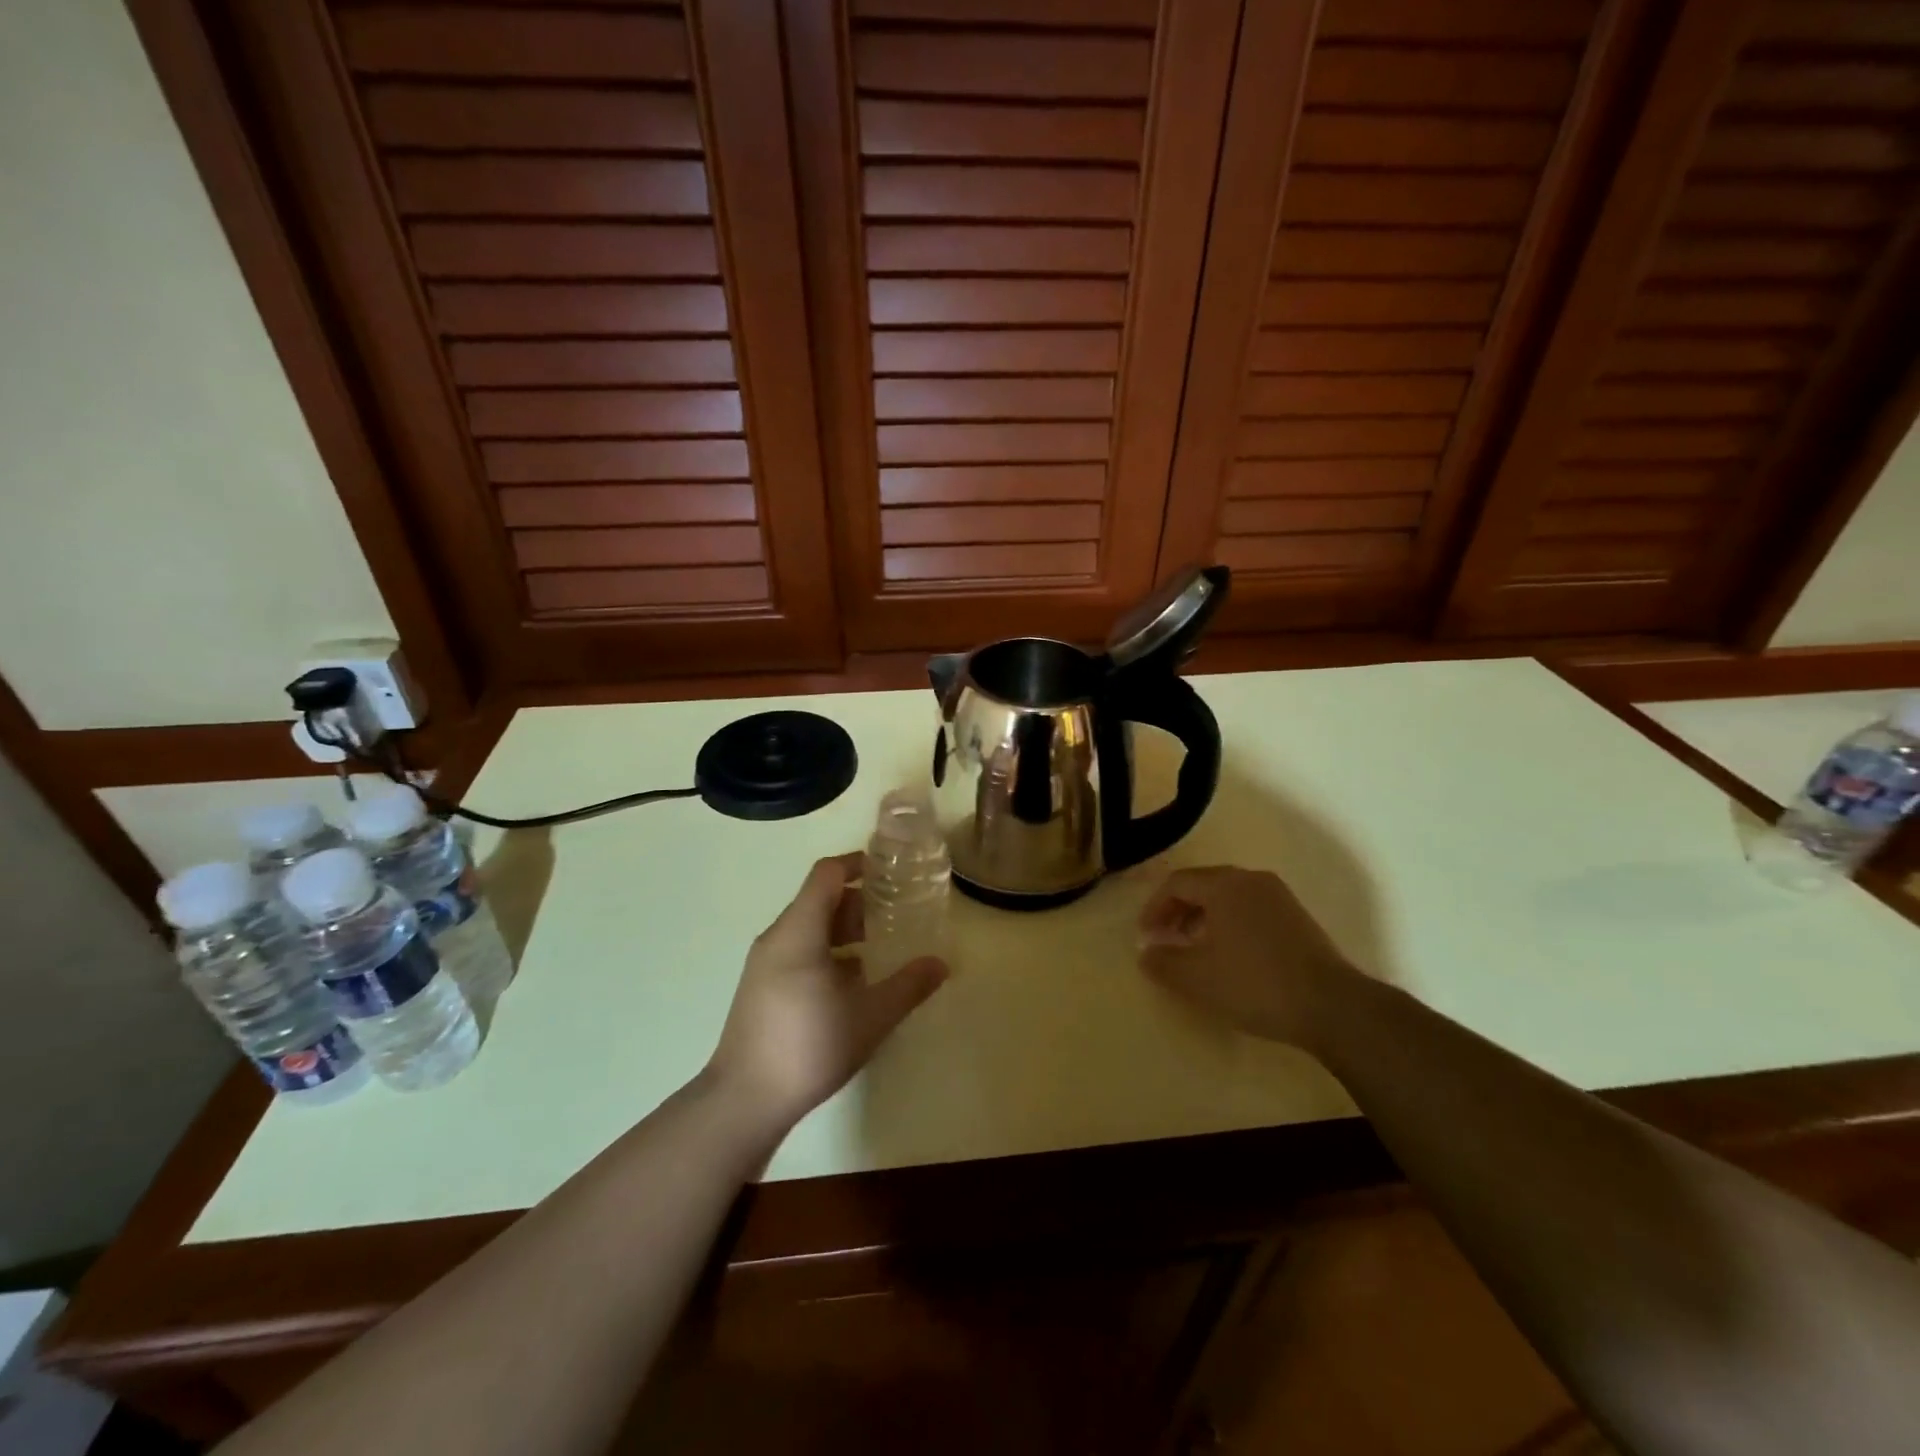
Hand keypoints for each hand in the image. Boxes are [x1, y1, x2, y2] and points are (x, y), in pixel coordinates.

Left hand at [707, 853, 948, 1129]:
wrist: (744, 1100)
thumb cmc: (809, 1046)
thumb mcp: (870, 1016)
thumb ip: (908, 985)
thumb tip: (941, 963)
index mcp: (799, 930)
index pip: (828, 874)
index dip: (858, 863)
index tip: (890, 871)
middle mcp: (778, 937)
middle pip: (820, 899)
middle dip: (859, 902)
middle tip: (896, 914)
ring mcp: (765, 963)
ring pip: (809, 927)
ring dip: (844, 930)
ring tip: (880, 947)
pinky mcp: (761, 987)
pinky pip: (798, 950)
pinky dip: (827, 951)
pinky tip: (853, 982)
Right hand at [1138, 866, 1354, 1048]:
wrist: (1332, 1007)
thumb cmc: (1255, 984)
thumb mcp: (1197, 978)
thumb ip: (1162, 962)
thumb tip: (1146, 953)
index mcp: (1224, 884)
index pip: (1176, 883)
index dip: (1153, 907)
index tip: (1144, 936)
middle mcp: (1251, 880)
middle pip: (1202, 885)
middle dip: (1177, 911)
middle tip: (1164, 940)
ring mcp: (1279, 898)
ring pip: (1228, 898)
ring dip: (1202, 919)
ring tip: (1193, 950)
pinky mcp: (1298, 919)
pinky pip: (1250, 910)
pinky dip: (1229, 925)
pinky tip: (1230, 957)